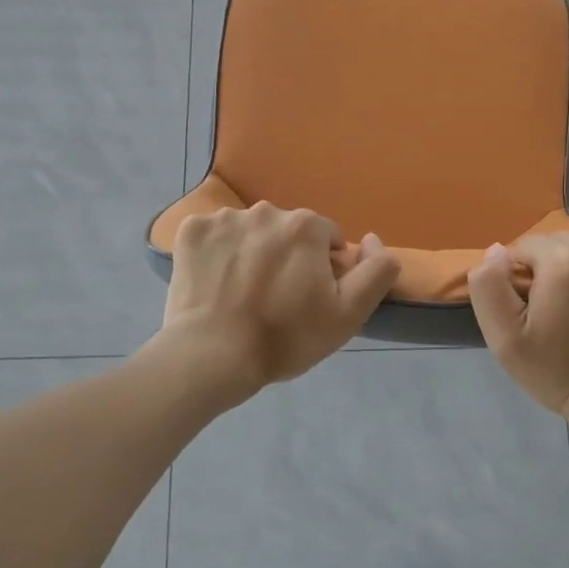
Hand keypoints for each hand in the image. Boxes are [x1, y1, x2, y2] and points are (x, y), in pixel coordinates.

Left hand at [162, 201, 400, 402]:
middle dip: (287, 256)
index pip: (326, 238)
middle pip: (287, 231)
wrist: (212, 356)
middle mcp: (266, 210)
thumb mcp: (349, 313)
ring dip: (252, 252)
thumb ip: (376, 270)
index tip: (308, 298)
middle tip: (275, 299)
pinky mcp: (191, 231)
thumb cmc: (285, 337)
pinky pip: (213, 235)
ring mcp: (224, 218)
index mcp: (306, 225)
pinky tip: (215, 282)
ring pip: (250, 231)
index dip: (322, 268)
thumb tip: (372, 238)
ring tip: (242, 293)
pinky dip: (216, 252)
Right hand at [467, 232, 568, 421]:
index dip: (524, 274)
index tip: (532, 304)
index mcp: (562, 261)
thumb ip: (489, 286)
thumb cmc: (558, 372)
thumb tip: (498, 251)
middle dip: (556, 267)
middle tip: (560, 307)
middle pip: (565, 243)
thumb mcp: (504, 339)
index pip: (529, 245)